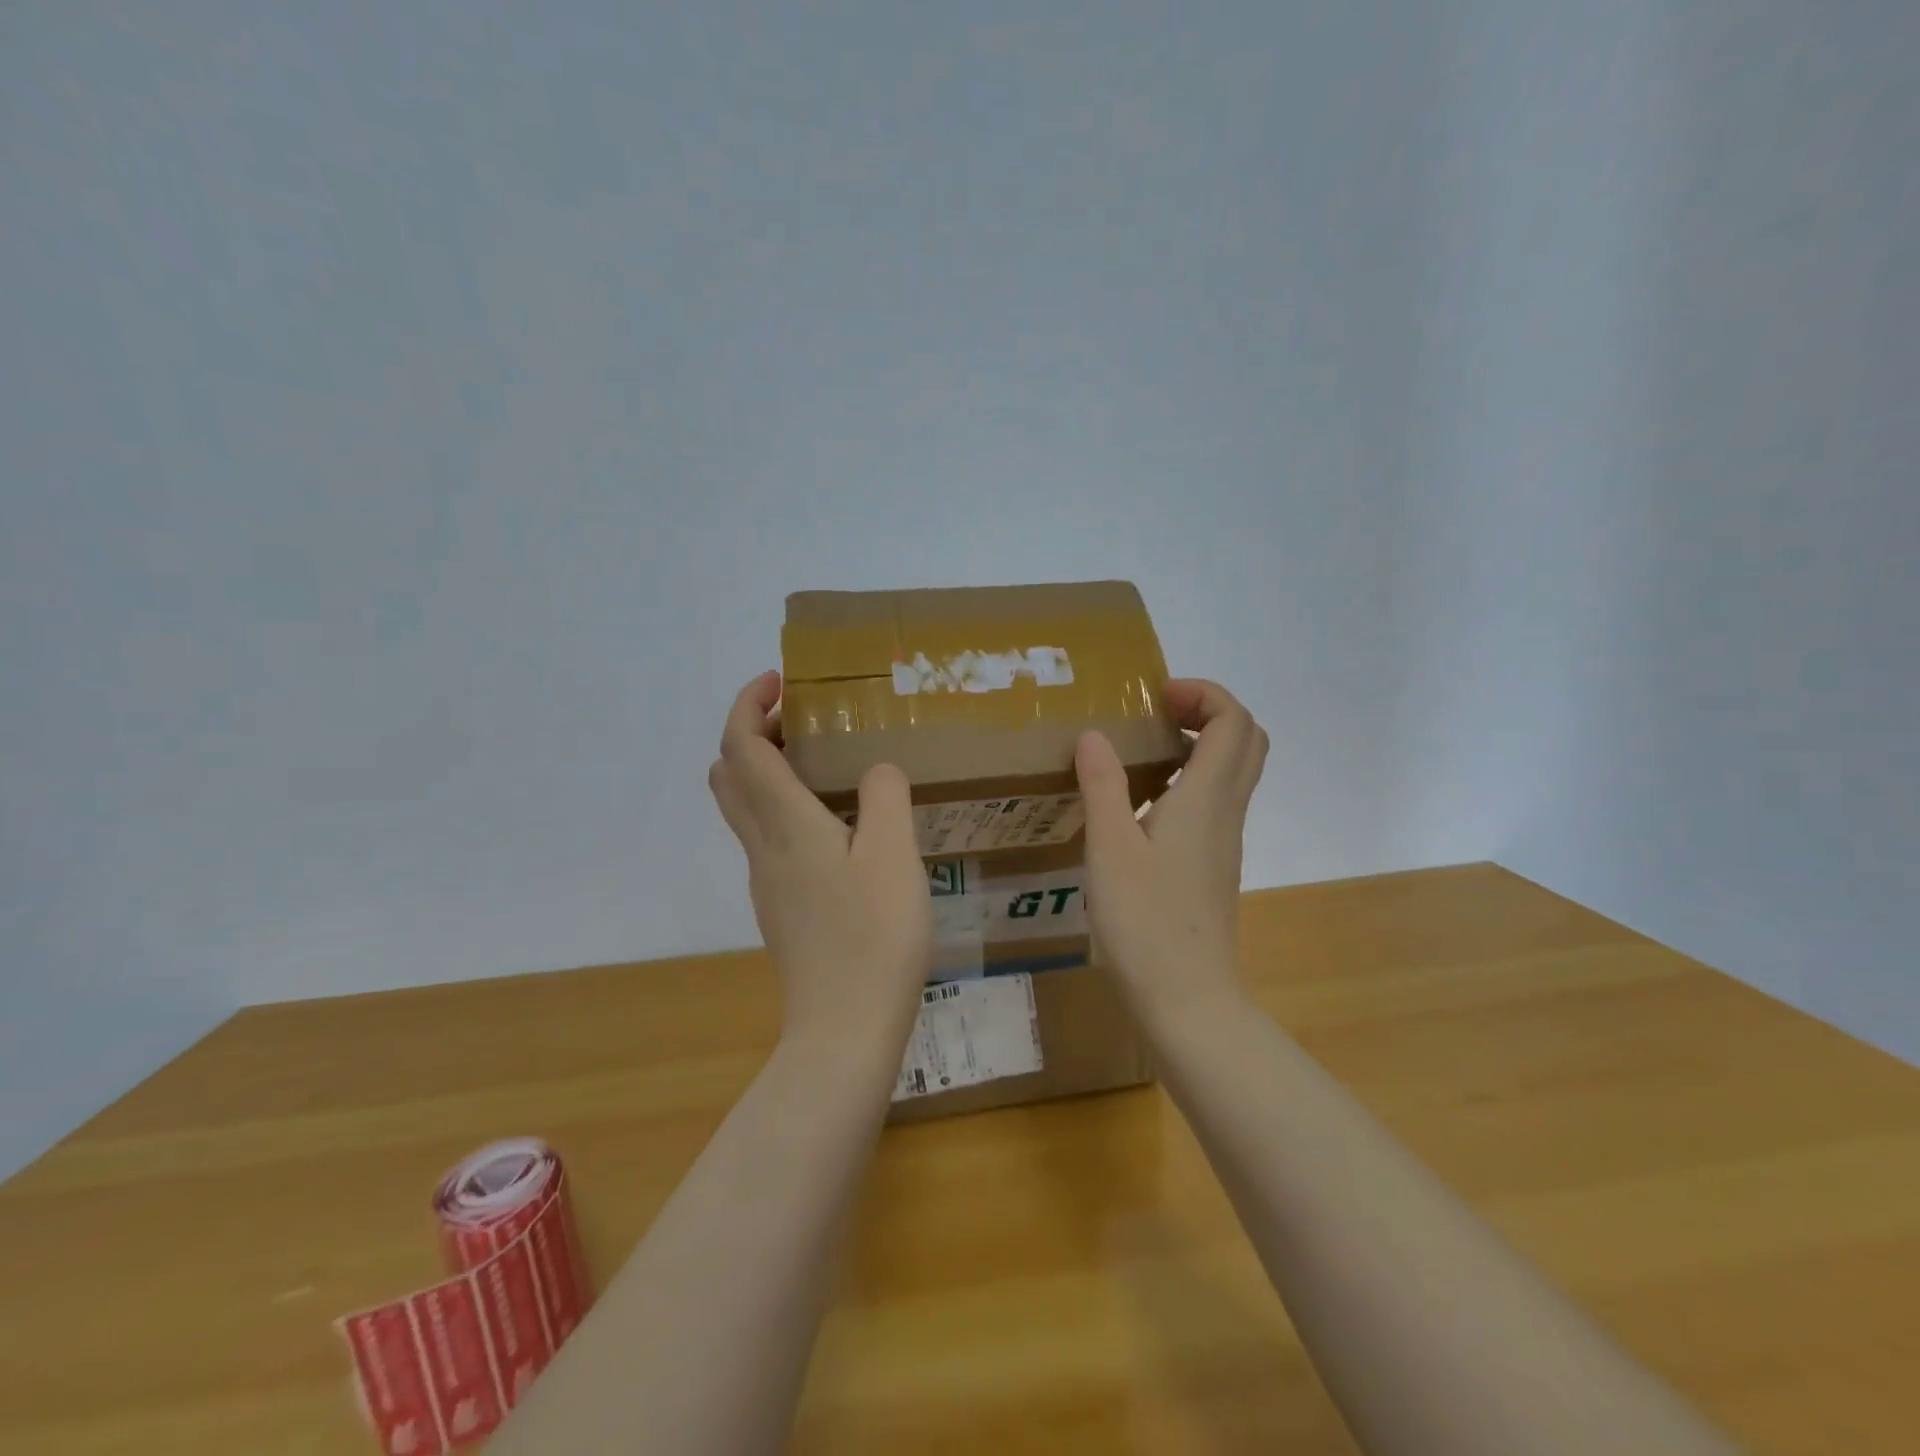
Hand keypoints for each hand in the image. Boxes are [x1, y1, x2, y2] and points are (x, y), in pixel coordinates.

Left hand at [709, 671, 933, 1047]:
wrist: (845, 1029)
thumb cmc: (874, 936)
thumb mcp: (895, 855)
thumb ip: (886, 796)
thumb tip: (875, 770)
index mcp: (786, 824)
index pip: (742, 746)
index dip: (748, 704)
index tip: (779, 681)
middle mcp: (763, 847)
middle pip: (728, 774)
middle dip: (751, 733)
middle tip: (800, 720)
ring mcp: (766, 881)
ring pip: (743, 809)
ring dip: (764, 771)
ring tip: (820, 764)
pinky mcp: (779, 908)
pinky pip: (765, 838)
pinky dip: (780, 808)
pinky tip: (833, 826)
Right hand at [1073, 679, 1268, 1025]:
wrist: (1188, 998)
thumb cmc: (1146, 921)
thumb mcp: (1110, 847)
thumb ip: (1103, 785)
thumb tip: (1095, 734)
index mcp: (1207, 798)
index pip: (1234, 722)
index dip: (1203, 694)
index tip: (1156, 697)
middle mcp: (1226, 812)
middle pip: (1246, 741)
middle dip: (1208, 712)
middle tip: (1158, 714)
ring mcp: (1224, 841)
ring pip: (1233, 773)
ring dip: (1199, 746)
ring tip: (1142, 751)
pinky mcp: (1213, 865)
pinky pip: (1215, 802)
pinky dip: (1190, 780)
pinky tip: (1142, 804)